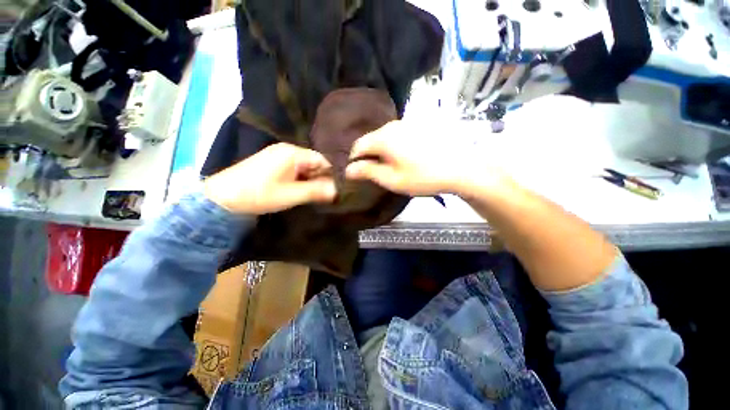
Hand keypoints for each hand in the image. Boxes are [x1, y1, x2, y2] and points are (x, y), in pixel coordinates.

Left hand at [204, 143, 336, 214]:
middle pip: (314, 163)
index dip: (333, 174)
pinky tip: (303, 191)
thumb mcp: (291, 195)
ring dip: (312, 181)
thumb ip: (316, 191)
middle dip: (322, 178)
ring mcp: (280, 156)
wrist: (222, 198)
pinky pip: (296, 170)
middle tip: (329, 194)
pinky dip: (302, 181)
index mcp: (293, 153)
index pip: (322, 160)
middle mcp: (288, 150)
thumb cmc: (259, 194)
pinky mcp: (274, 164)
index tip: (340, 188)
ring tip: (318, 194)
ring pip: (306, 168)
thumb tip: (339, 191)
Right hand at [345, 120, 509, 196]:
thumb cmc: (422, 177)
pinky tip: (402, 157)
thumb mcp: (392, 179)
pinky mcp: (417, 126)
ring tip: (388, 166)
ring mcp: (406, 123)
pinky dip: (392, 146)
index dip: (353, 160)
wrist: (460, 167)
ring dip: (380, 150)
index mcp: (383, 138)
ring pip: (383, 136)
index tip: (357, 173)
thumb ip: (368, 172)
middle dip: (368, 155)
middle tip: (374, 172)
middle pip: (370, 139)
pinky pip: (396, 135)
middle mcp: (392, 125)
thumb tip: (348, 170)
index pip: (357, 146)